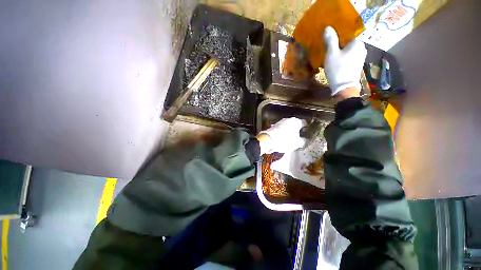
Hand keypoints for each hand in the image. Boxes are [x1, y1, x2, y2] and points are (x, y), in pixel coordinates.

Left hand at [257, 117, 306, 154]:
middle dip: (298, 131)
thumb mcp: (297, 143)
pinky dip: (283, 133)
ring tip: (291, 140)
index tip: (307, 134)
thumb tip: (304, 140)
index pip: (305, 123)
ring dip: (290, 132)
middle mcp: (288, 119)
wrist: (268, 140)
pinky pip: (282, 130)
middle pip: (296, 125)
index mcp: (296, 121)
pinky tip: (283, 139)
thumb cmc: (284, 140)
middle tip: (299, 138)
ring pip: (288, 127)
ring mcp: (280, 122)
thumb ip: (303, 141)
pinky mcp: (274, 126)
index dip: (307, 129)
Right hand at [324, 26, 366, 95]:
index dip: (339, 33)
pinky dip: (343, 56)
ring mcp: (361, 57)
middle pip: (349, 41)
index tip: (330, 36)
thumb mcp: (332, 54)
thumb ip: (331, 40)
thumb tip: (328, 28)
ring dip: (341, 50)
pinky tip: (337, 60)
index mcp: (357, 43)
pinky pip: (350, 56)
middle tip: (329, 45)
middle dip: (340, 42)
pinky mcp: (357, 65)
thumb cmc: (338, 69)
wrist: (344, 87)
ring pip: (349, 49)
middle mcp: (362, 48)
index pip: (349, 33)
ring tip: (331, 53)